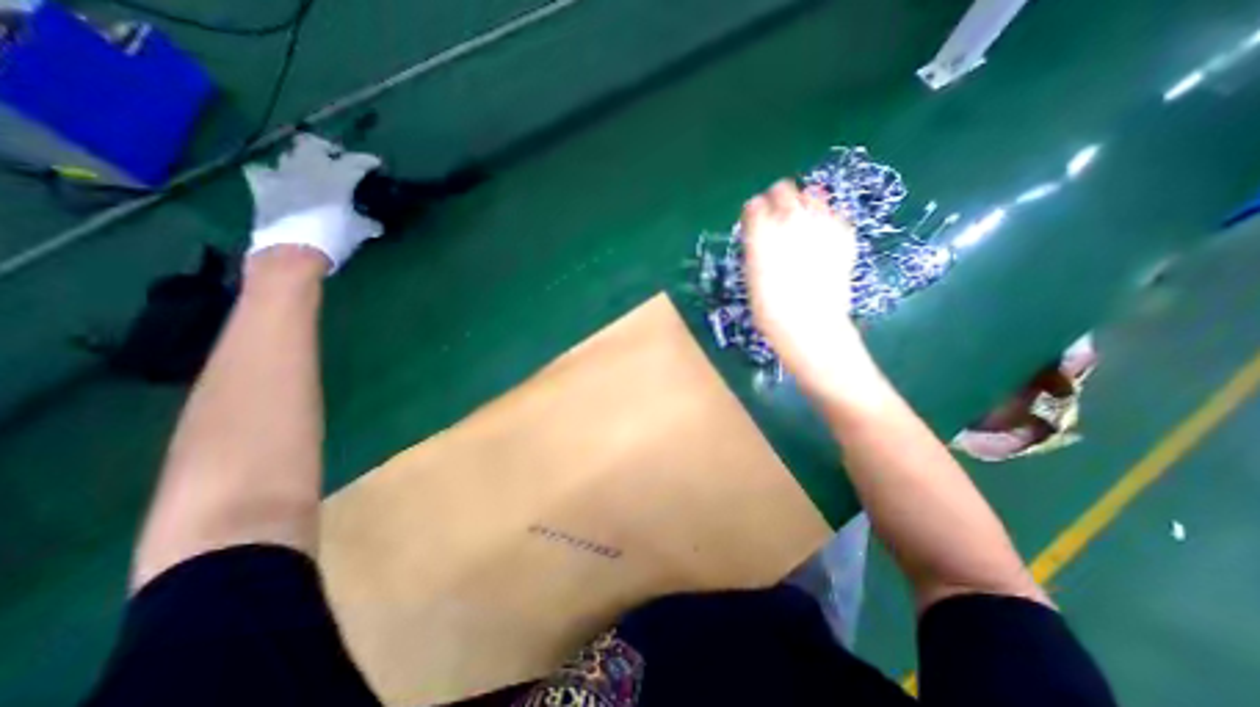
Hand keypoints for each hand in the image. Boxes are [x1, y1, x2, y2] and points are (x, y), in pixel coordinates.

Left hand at [243, 133, 384, 273]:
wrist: (294, 251)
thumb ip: (368, 223)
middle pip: (313, 144)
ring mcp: (282, 175)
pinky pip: (263, 170)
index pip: (355, 162)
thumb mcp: (359, 232)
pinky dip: (273, 173)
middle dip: (326, 148)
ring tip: (311, 171)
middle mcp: (308, 169)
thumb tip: (376, 225)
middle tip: (336, 158)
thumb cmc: (334, 238)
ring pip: (289, 154)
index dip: (367, 161)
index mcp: (337, 177)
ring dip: (301, 159)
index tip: (375, 163)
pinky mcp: (262, 187)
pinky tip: (281, 181)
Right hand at [740, 182, 873, 400]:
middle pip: (782, 189)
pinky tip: (821, 241)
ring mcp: (822, 222)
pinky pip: (833, 213)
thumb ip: (756, 244)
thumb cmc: (770, 307)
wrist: (810, 325)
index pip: (754, 204)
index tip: (754, 227)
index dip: (753, 215)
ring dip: (802, 207)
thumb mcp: (752, 273)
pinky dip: (824, 221)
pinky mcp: (844, 232)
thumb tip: (763, 231)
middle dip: (777, 203)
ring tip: (801, 231)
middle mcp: (791, 218)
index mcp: (761, 230)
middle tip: (777, 223)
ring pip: (811, 195)